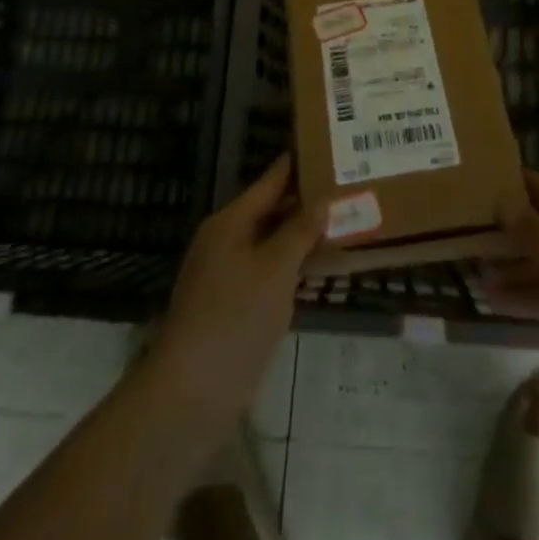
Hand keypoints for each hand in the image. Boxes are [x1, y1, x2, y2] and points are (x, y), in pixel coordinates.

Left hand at [148, 154, 324, 430]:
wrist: (191, 393)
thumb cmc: (234, 318)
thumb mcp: (275, 269)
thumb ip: (299, 232)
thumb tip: (320, 200)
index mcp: (230, 222)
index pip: (270, 181)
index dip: (296, 164)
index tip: (327, 146)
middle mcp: (227, 241)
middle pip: (271, 210)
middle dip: (306, 200)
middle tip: (347, 185)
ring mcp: (228, 275)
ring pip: (272, 243)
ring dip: (303, 235)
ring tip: (344, 220)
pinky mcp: (235, 306)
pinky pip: (270, 272)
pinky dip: (294, 266)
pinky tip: (322, 268)